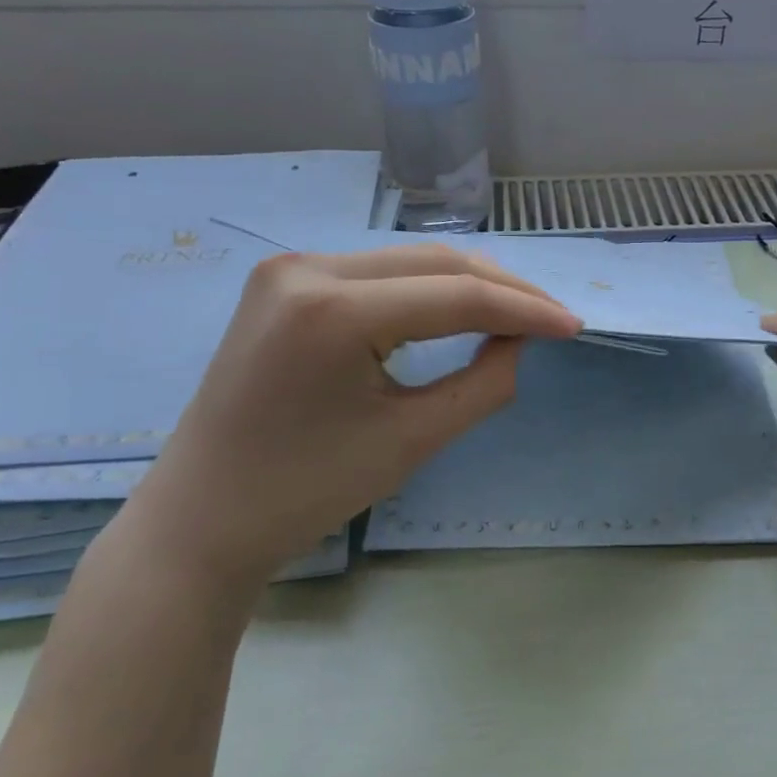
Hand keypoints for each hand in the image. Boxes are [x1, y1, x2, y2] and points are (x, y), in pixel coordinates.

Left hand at [125, 244, 582, 595]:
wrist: (202, 516)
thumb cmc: (306, 492)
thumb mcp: (411, 441)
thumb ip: (484, 384)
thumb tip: (521, 341)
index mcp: (333, 310)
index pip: (455, 295)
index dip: (524, 310)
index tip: (574, 327)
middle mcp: (307, 267)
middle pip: (434, 262)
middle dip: (502, 288)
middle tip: (551, 319)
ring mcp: (290, 268)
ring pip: (407, 261)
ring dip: (466, 284)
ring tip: (516, 314)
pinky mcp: (284, 281)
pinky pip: (375, 273)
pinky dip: (424, 289)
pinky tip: (456, 308)